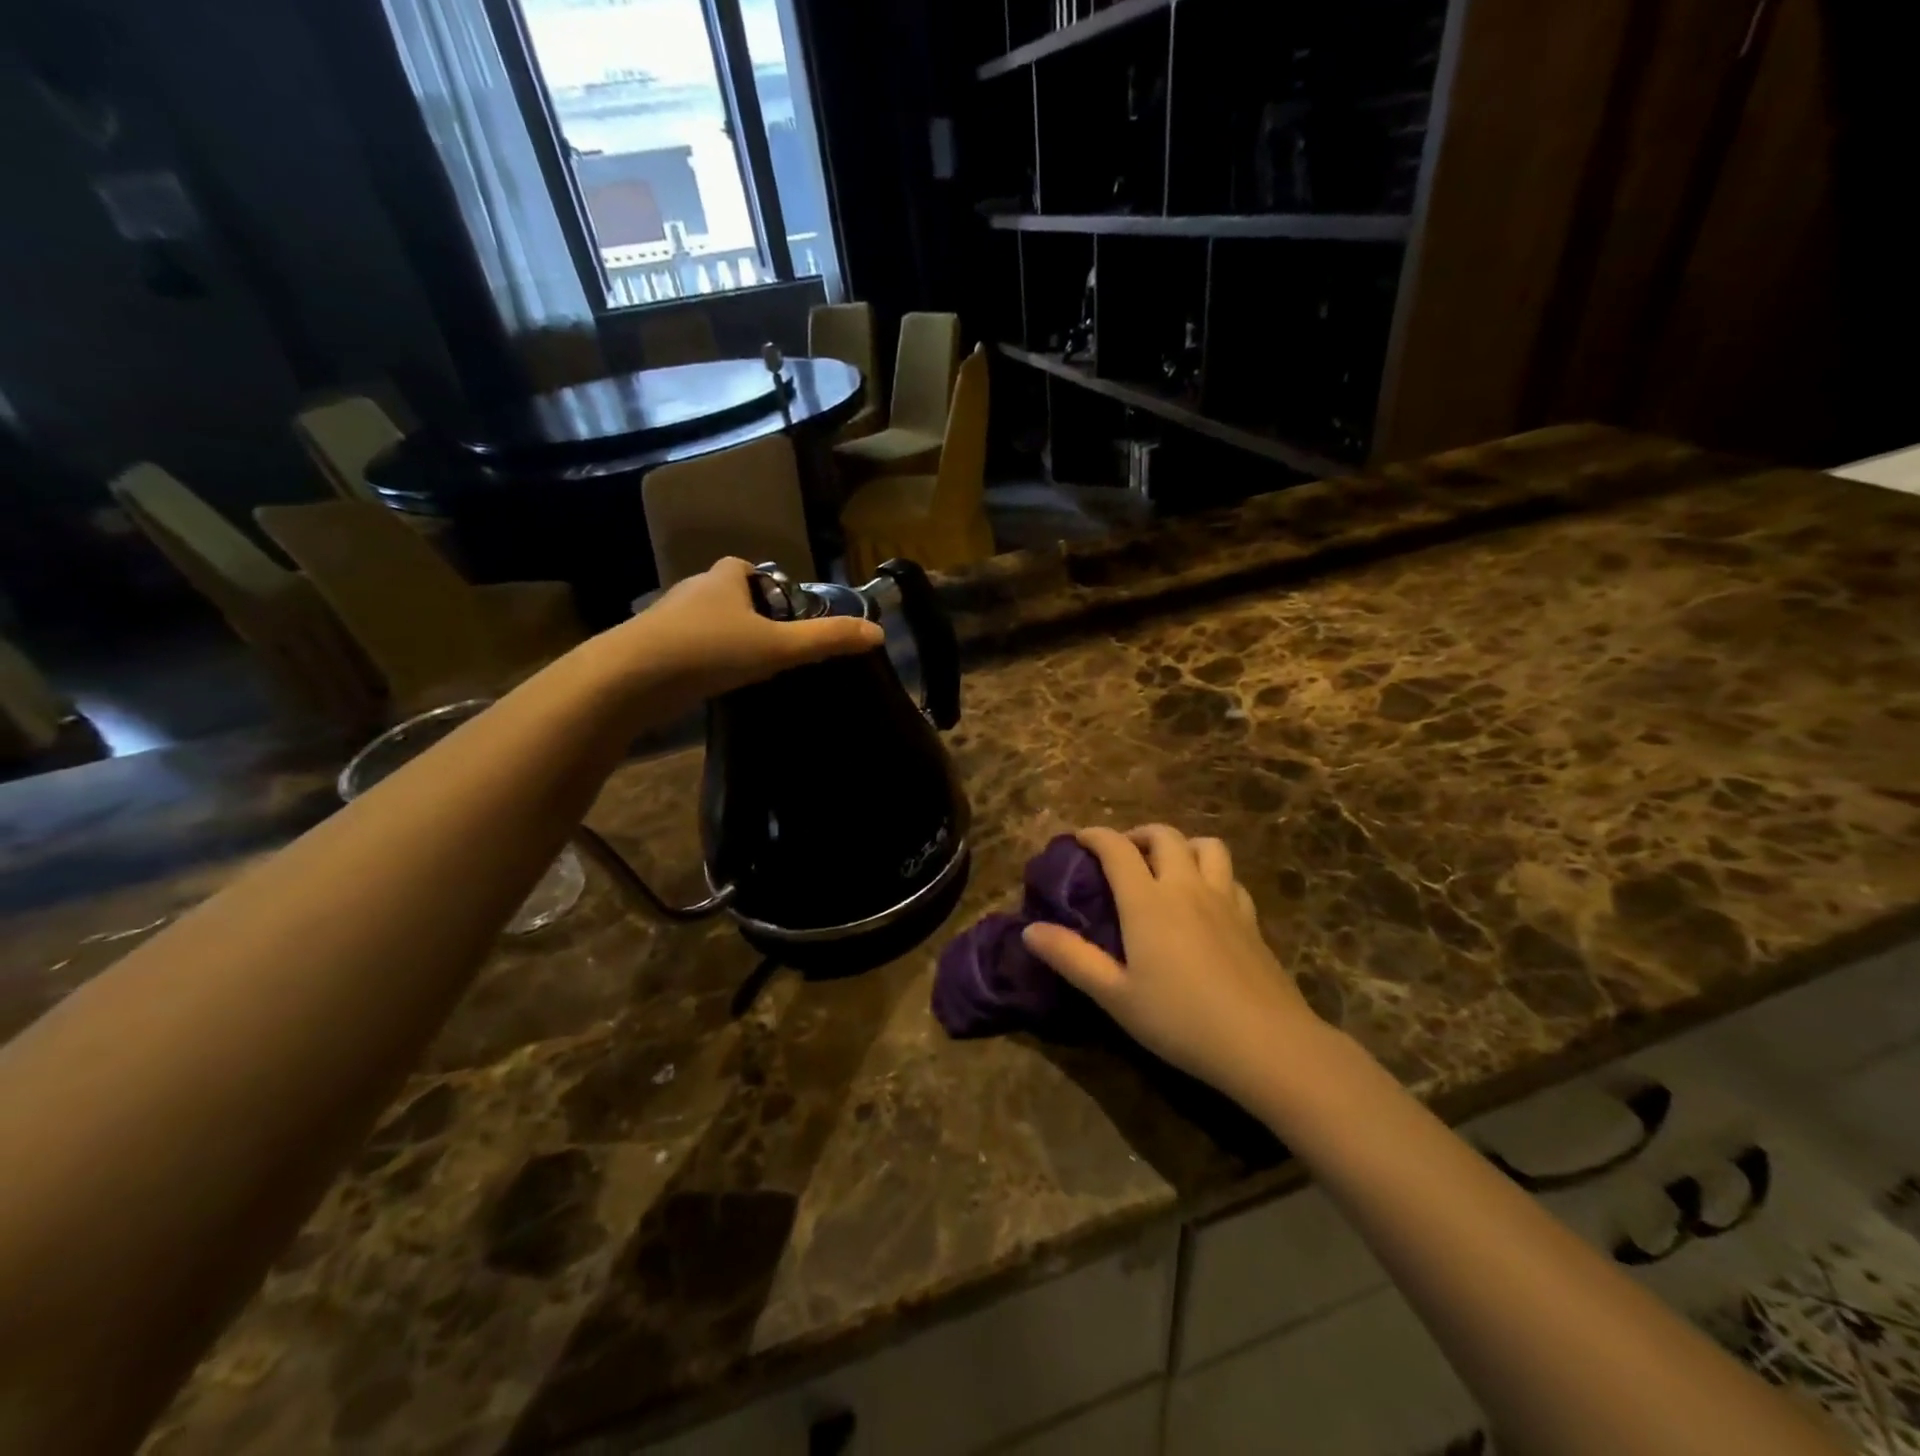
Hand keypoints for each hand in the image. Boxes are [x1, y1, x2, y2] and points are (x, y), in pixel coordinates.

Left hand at [587, 558, 883, 713]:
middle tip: (773, 647)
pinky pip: (685, 648)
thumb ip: (826, 640)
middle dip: (748, 615)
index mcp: (722, 581)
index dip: (768, 585)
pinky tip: (713, 684)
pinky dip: (701, 660)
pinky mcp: (648, 650)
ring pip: (704, 623)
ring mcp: (665, 621)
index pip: (746, 568)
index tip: (786, 614)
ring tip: (746, 670)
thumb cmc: (709, 651)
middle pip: (726, 596)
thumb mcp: (777, 647)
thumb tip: (878, 632)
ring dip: (723, 640)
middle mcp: (691, 592)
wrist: (629, 679)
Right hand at [1024, 826, 1320, 1107]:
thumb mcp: (1115, 995)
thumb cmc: (1180, 1020)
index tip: (1079, 838)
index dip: (1095, 836)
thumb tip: (1030, 930)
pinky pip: (1231, 877)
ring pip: (1207, 846)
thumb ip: (1071, 958)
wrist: (1266, 1044)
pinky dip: (1213, 874)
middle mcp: (1186, 887)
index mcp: (1148, 901)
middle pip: (1164, 836)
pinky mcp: (1252, 920)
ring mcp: (1225, 900)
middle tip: (1122, 854)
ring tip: (1168, 866)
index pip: (1117, 848)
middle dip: (1137, 834)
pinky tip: (1206, 899)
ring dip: (1182, 845)